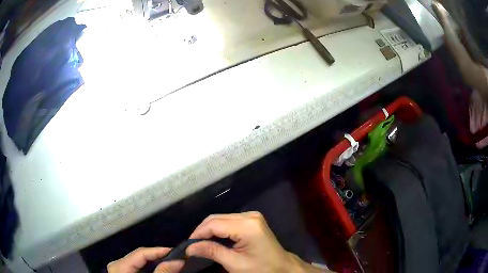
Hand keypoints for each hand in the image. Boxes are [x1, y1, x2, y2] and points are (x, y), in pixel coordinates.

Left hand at [107, 247, 183, 272]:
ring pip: (141, 261)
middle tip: (177, 259)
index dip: (159, 251)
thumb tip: (178, 261)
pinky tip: (160, 269)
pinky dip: (151, 268)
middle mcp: (117, 264)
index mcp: (119, 265)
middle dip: (159, 257)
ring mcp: (121, 268)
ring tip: (171, 263)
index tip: (177, 252)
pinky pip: (139, 267)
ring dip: (156, 262)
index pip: (141, 253)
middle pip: (141, 256)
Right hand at [186, 212, 328, 272]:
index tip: (187, 245)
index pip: (214, 224)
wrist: (283, 268)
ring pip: (221, 218)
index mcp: (247, 226)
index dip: (198, 233)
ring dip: (209, 230)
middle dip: (202, 231)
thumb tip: (189, 247)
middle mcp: (249, 216)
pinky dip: (218, 229)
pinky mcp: (252, 220)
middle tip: (192, 245)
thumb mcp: (235, 264)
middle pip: (217, 218)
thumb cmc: (261, 269)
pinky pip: (229, 221)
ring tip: (200, 243)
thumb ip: (212, 252)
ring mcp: (252, 216)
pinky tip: (213, 239)